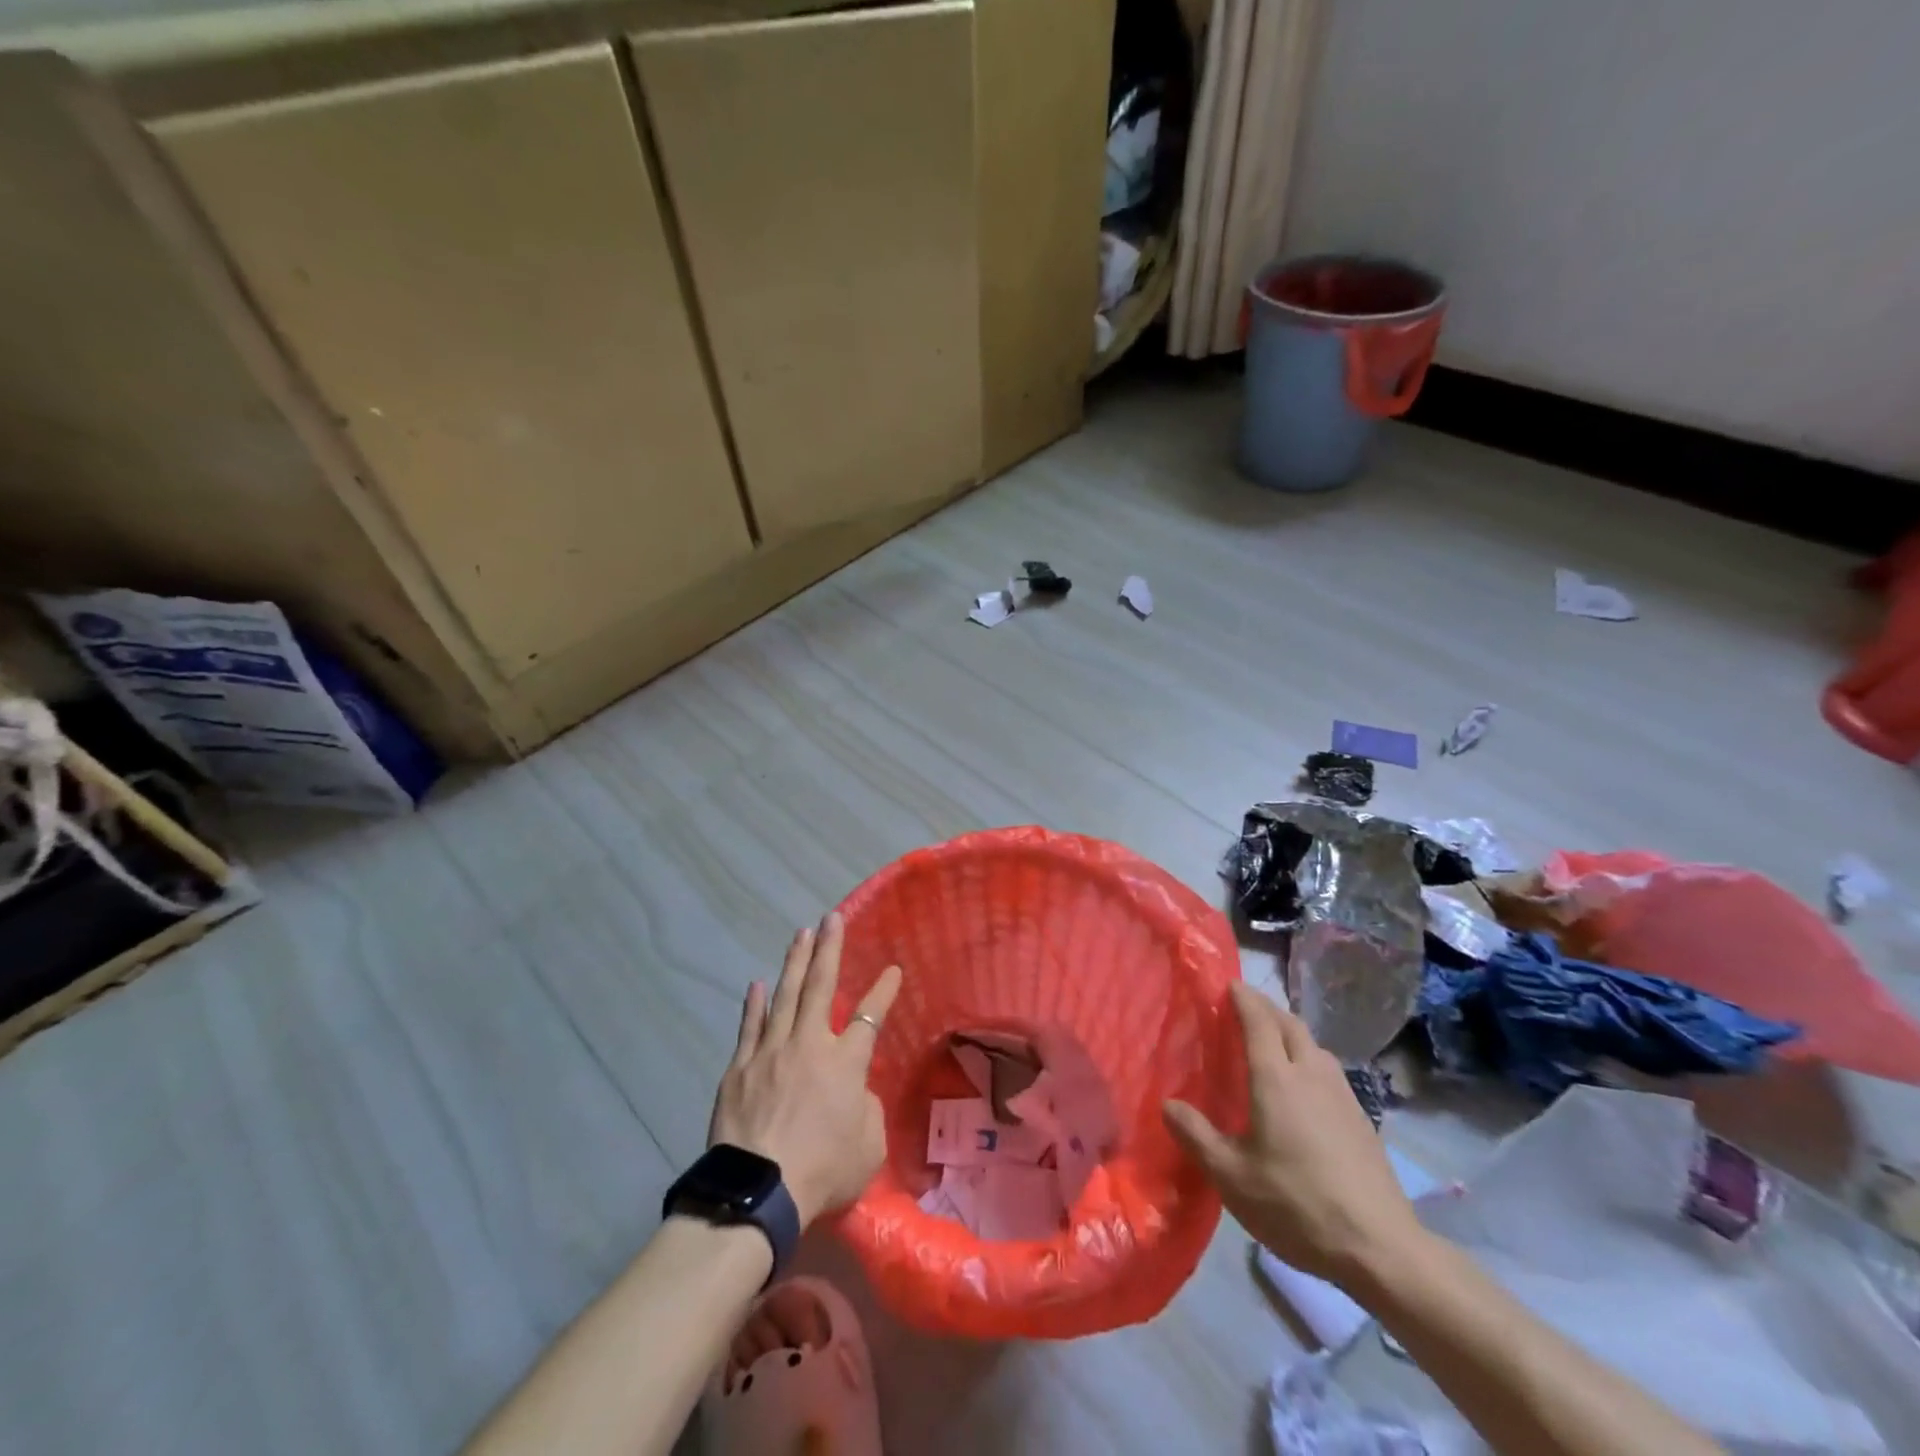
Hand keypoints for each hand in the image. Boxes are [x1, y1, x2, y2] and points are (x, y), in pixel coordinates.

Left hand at [707, 913, 902, 1227]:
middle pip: (819, 987)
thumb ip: (868, 1110)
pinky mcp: (739, 1070)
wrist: (758, 1193)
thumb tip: (856, 1092)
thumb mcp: (868, 1147)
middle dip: (828, 949)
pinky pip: (749, 1028)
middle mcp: (808, 1045)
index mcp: (844, 1063)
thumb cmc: (823, 1172)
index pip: (870, 1016)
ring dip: (794, 963)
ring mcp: (769, 1053)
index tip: (892, 969)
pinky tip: (756, 984)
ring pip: (784, 996)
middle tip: (830, 918)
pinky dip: (754, 1005)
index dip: (883, 991)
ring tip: (800, 934)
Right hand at [1162, 982, 1424, 1286]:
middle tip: (1244, 1008)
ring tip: (1273, 1042)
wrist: (1381, 1248)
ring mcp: (1343, 1095)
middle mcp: (1310, 1074)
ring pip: (1314, 1045)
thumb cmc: (1296, 1204)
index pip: (1258, 1020)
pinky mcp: (1362, 1119)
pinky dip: (1309, 1058)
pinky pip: (1329, 1069)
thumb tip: (1168, 1104)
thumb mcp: (1231, 1176)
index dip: (1243, 998)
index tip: (1228, 984)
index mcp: (1276, 1078)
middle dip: (1267, 1008)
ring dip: (1291, 1032)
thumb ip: (1195, 1136)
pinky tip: (1304, 1087)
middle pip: (1290, 1024)